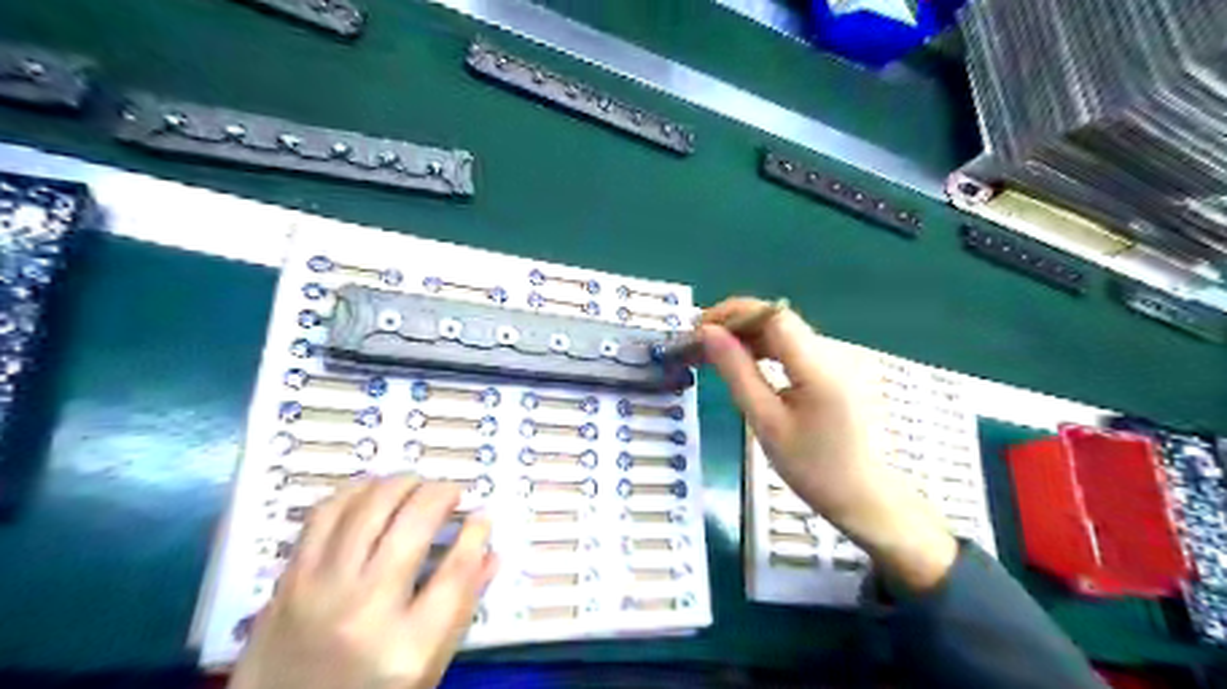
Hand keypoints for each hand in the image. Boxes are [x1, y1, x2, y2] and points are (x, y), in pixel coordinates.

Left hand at [226, 476, 493, 688]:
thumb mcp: (426, 666)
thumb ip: (461, 605)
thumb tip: (489, 549)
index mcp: (408, 646)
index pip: (456, 571)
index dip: (476, 533)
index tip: (482, 514)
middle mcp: (364, 609)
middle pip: (413, 524)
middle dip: (440, 493)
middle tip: (450, 491)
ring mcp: (320, 590)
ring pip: (368, 507)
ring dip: (400, 482)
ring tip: (415, 484)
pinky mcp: (287, 580)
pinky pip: (324, 514)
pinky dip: (355, 490)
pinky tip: (372, 490)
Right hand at [700, 295, 957, 591]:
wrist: (864, 497)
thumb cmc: (812, 467)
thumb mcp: (766, 421)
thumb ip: (737, 372)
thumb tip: (708, 333)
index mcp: (817, 365)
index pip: (772, 315)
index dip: (733, 313)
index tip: (699, 328)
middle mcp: (831, 352)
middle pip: (777, 320)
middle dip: (735, 324)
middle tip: (699, 344)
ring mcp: (836, 360)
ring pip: (784, 332)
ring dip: (747, 336)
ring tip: (714, 353)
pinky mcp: (835, 371)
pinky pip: (794, 348)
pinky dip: (765, 349)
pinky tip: (745, 364)